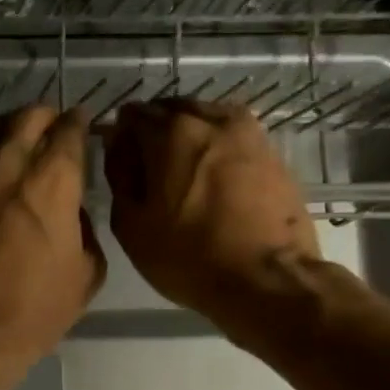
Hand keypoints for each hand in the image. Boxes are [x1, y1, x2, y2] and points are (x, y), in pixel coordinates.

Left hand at [0, 105, 105, 375]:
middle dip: (45, 116)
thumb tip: (73, 213)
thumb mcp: (85, 276)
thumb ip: (86, 231)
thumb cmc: (33, 311)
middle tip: (55, 130)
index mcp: (51, 184)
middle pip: (27, 118)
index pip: (67, 131)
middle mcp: (9, 170)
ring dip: (15, 141)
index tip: (84, 125)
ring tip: (26, 160)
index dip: (79, 123)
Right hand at [105, 99, 320, 330]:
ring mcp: (248, 133)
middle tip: (148, 167)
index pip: (133, 115)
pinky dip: (216, 147)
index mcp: (171, 133)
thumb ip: (119, 176)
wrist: (267, 279)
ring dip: (188, 135)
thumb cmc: (189, 257)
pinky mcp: (272, 153)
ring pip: (206, 118)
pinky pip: (232, 137)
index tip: (119, 159)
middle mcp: (211, 120)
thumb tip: (117, 145)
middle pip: (172, 110)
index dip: (120, 134)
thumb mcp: (132, 226)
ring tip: (181, 171)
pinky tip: (212, 177)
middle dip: (155, 129)